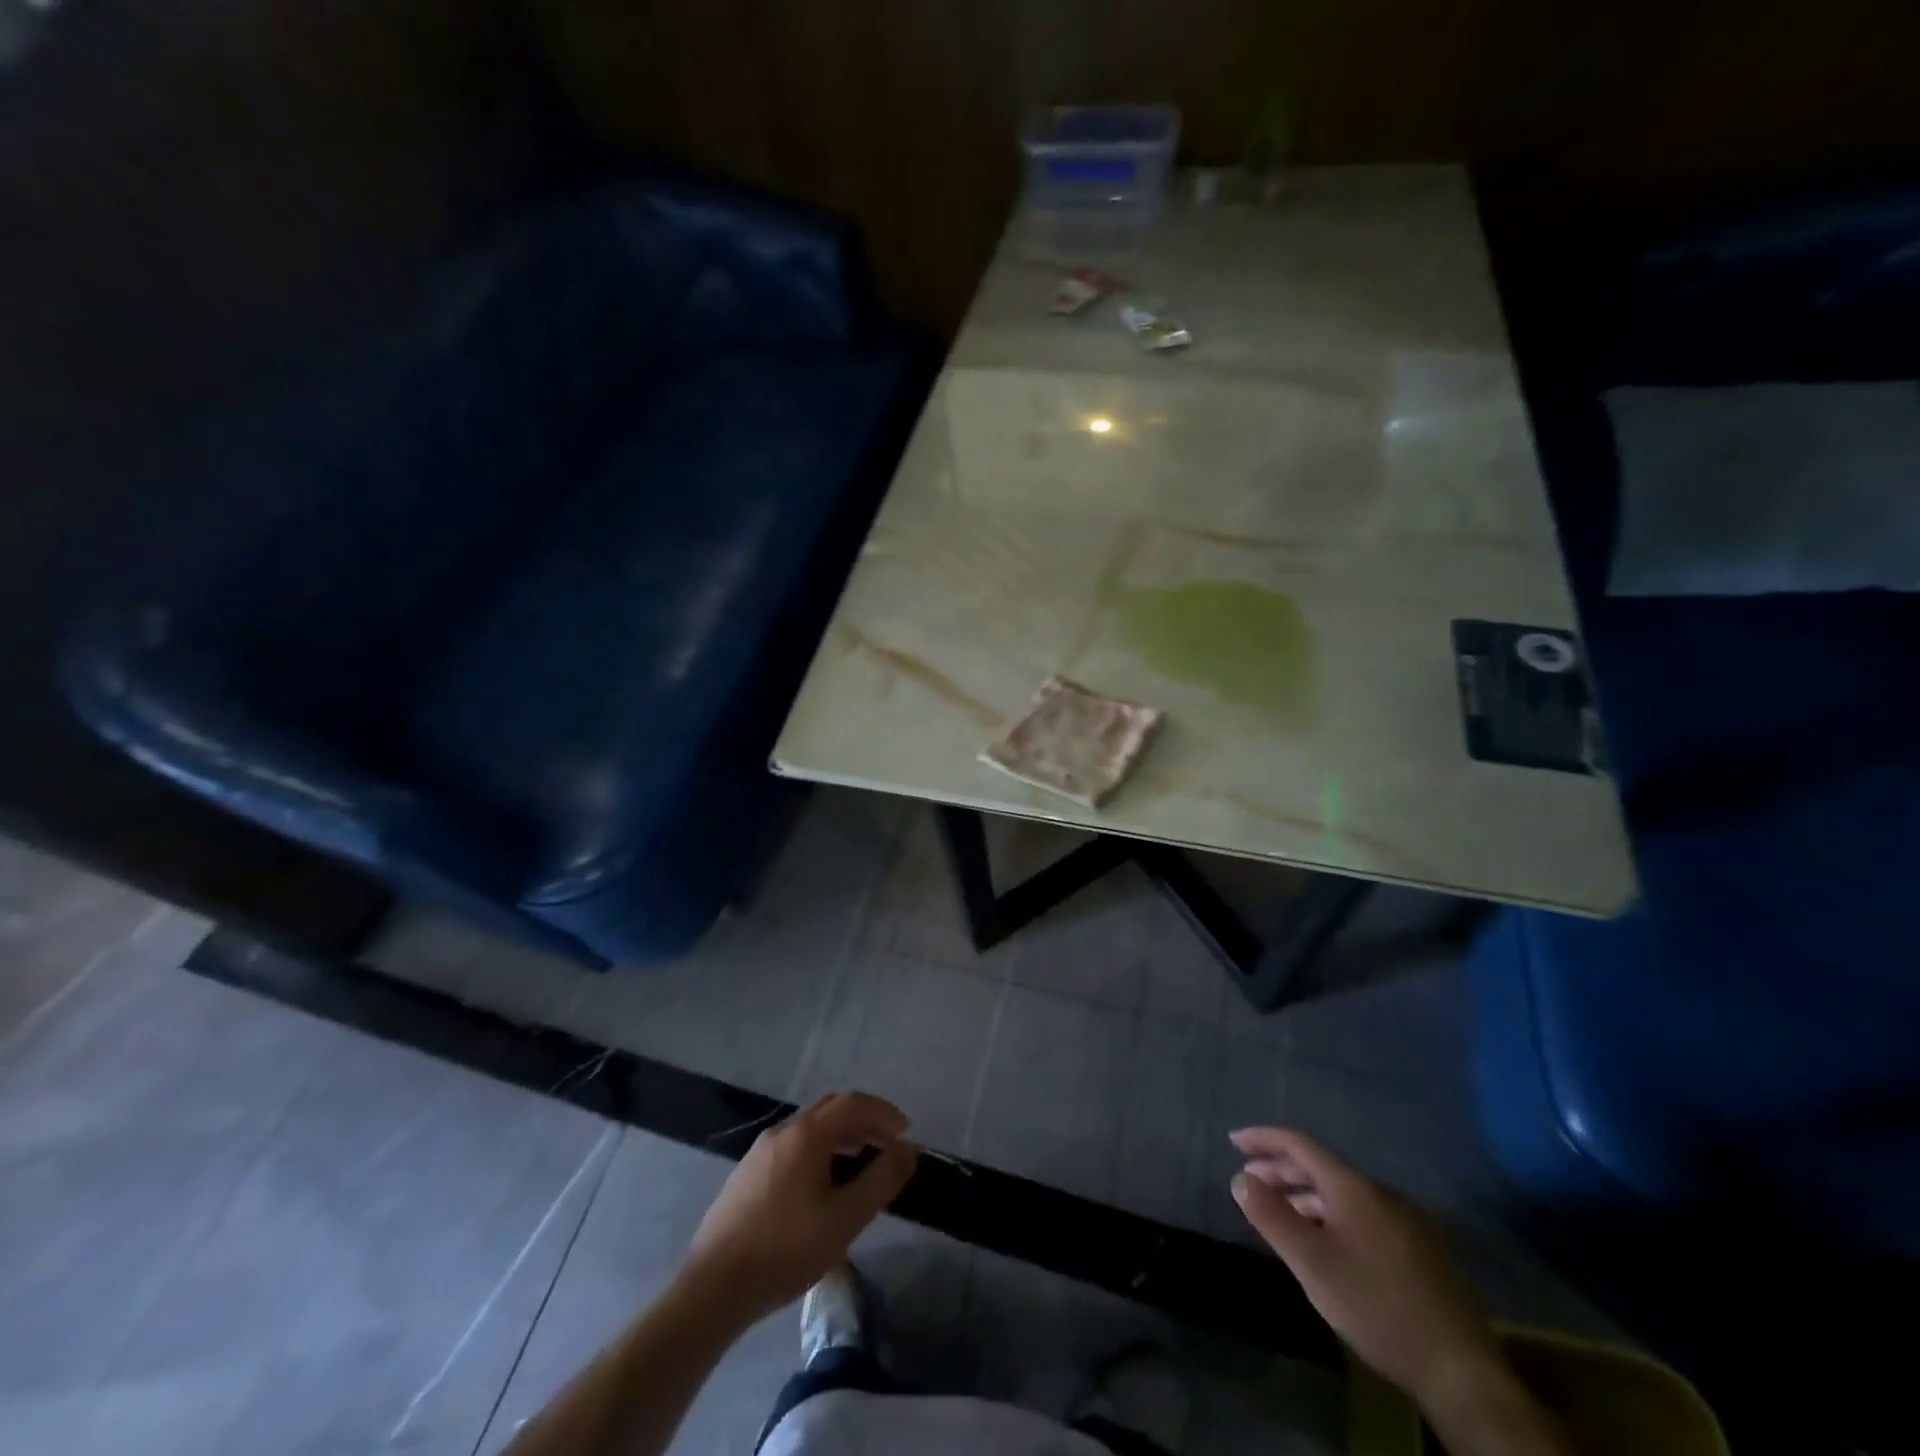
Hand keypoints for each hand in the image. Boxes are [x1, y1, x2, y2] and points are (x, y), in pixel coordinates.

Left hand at [682, 1092, 917, 1327]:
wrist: (713, 1287)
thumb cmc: (786, 1249)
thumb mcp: (845, 1218)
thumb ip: (881, 1180)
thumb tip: (909, 1149)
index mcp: (807, 1134)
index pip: (853, 1104)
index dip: (883, 1112)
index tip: (905, 1132)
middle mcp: (783, 1130)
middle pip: (830, 1108)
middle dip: (863, 1119)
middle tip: (886, 1143)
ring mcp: (760, 1150)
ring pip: (809, 1126)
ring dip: (840, 1134)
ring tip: (860, 1162)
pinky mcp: (747, 1173)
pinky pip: (793, 1144)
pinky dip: (818, 1148)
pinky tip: (822, 1182)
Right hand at [1230, 1126, 1500, 1406]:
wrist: (1460, 1370)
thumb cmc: (1375, 1306)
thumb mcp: (1311, 1263)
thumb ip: (1272, 1216)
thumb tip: (1240, 1178)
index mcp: (1354, 1186)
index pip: (1300, 1144)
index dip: (1264, 1138)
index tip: (1234, 1141)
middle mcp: (1381, 1192)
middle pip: (1322, 1166)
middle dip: (1281, 1168)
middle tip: (1250, 1179)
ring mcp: (1407, 1220)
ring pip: (1344, 1193)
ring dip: (1306, 1194)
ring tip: (1281, 1212)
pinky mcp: (1422, 1249)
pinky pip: (1364, 1213)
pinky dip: (1332, 1214)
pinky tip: (1326, 1241)